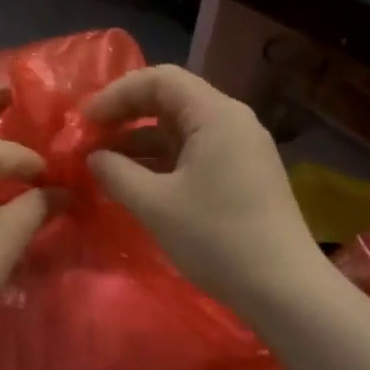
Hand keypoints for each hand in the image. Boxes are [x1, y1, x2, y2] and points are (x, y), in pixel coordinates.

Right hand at [84, 65, 329, 318]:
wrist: (284, 290)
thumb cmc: (217, 238)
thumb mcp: (155, 204)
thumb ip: (115, 173)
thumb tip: (93, 158)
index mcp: (216, 115)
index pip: (160, 79)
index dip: (117, 94)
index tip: (85, 120)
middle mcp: (233, 121)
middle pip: (171, 100)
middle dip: (126, 116)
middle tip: (90, 138)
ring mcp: (242, 149)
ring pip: (182, 130)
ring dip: (141, 142)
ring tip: (104, 165)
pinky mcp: (244, 175)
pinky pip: (195, 153)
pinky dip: (162, 161)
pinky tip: (137, 184)